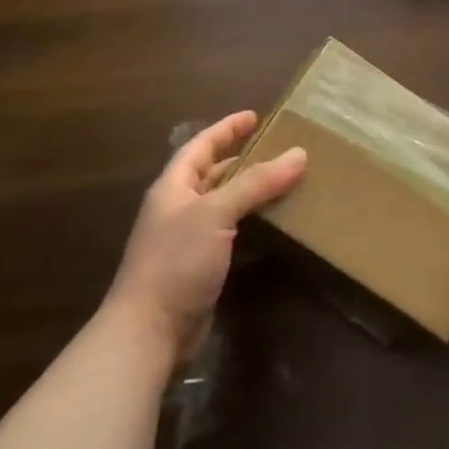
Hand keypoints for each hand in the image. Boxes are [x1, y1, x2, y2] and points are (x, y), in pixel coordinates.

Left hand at [110, 111, 305, 364]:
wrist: (149, 331)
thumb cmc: (176, 261)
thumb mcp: (216, 213)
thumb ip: (256, 183)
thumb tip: (299, 154)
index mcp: (174, 187)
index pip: (201, 146)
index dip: (225, 129)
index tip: (253, 116)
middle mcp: (180, 208)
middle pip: (213, 174)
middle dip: (243, 159)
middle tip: (279, 149)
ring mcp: (189, 240)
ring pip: (225, 204)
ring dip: (252, 192)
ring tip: (286, 181)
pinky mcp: (202, 267)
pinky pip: (232, 233)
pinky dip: (253, 223)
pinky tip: (276, 224)